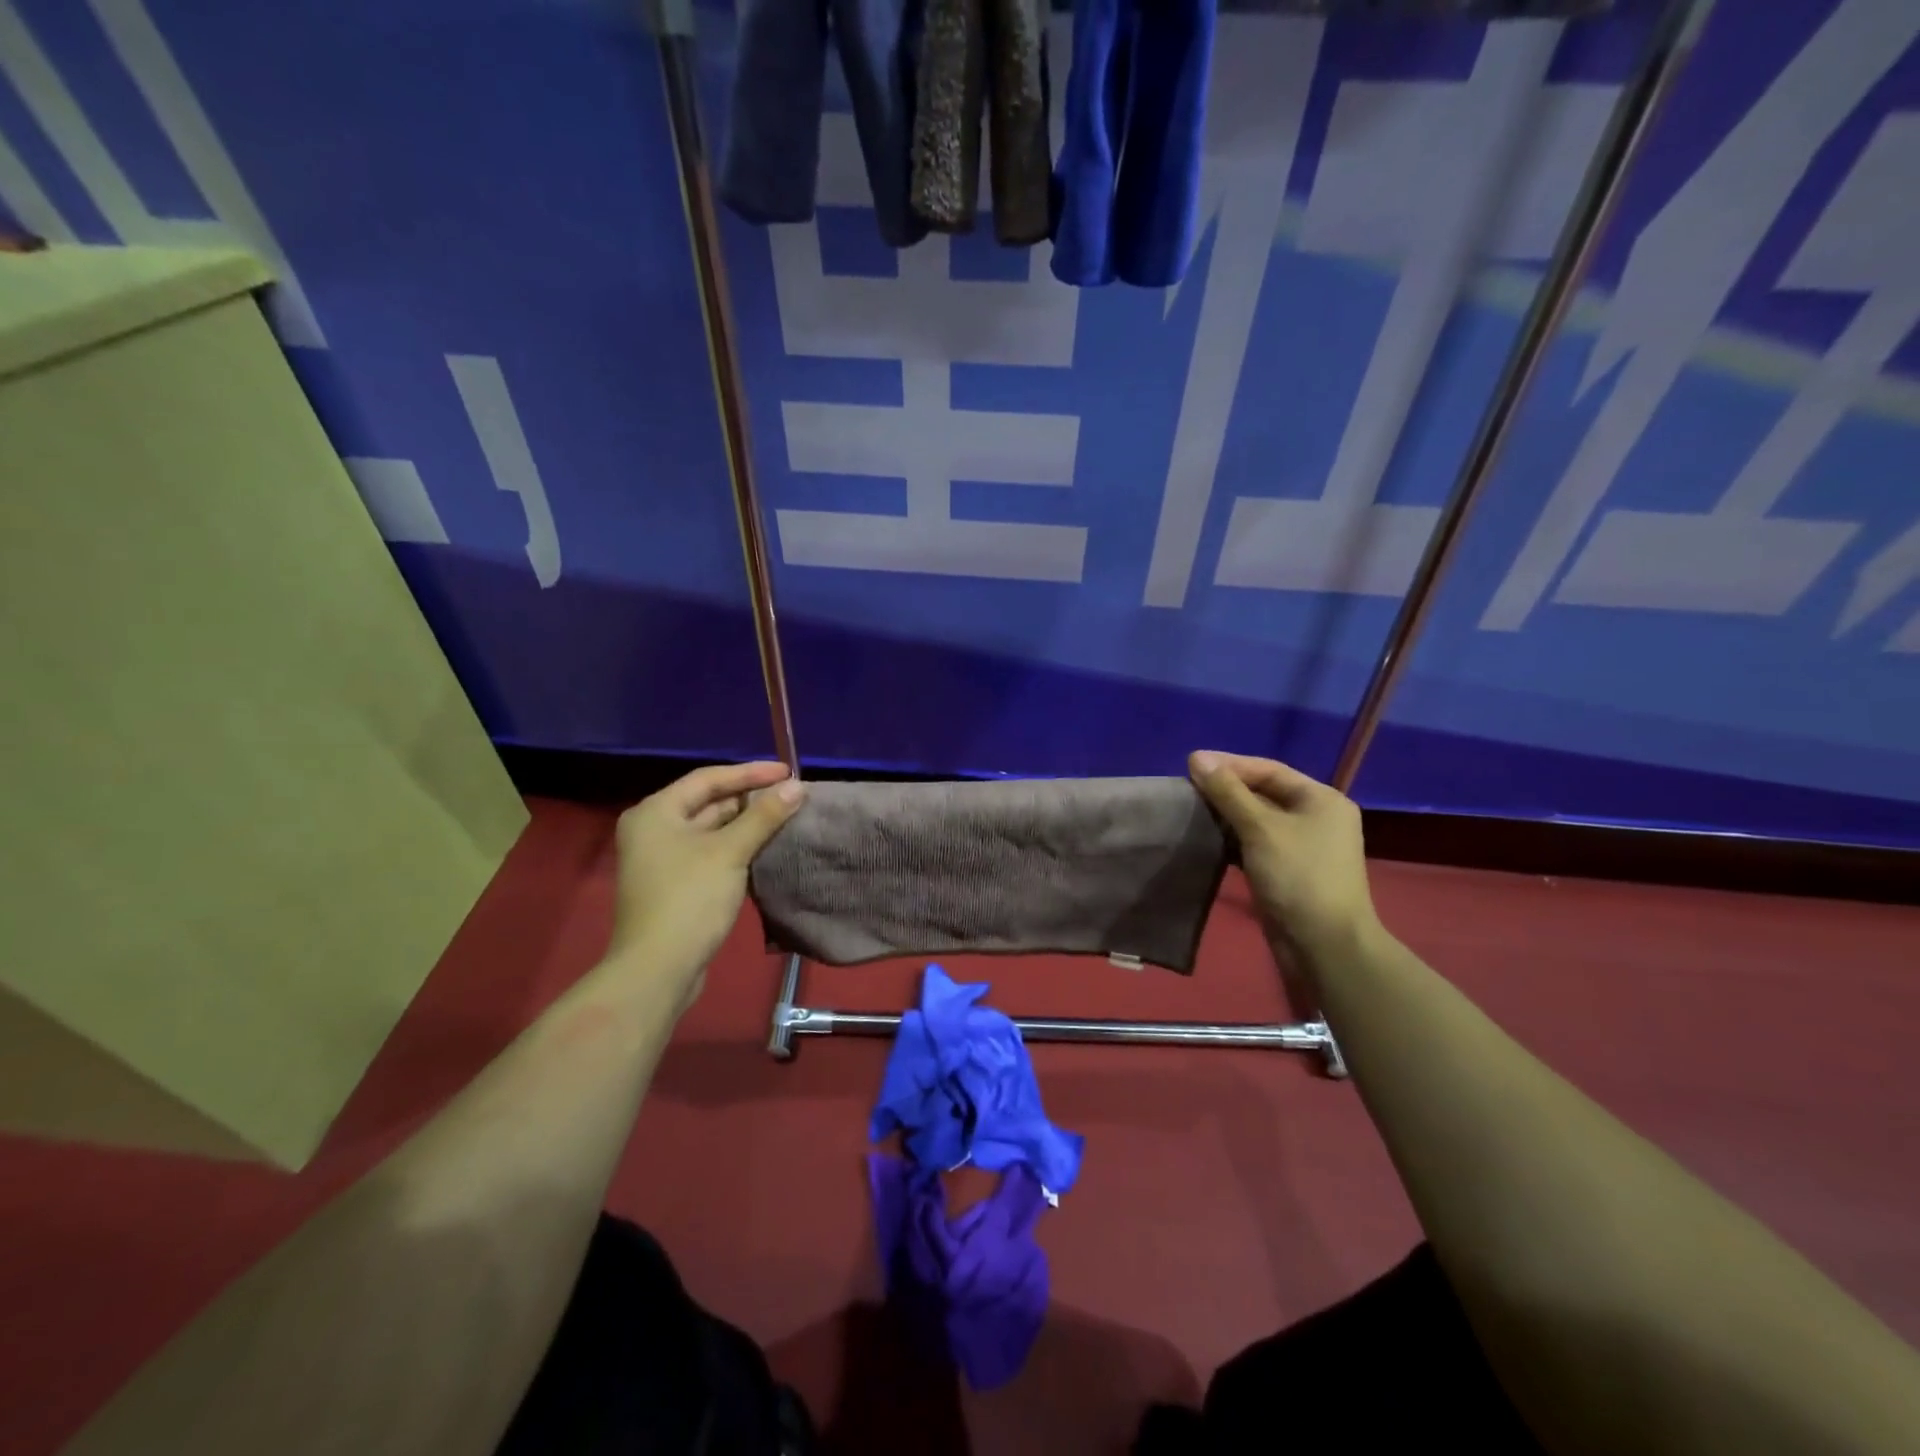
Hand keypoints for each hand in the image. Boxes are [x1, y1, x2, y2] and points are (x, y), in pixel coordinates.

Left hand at [606, 762, 805, 1008]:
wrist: (658, 969)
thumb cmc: (689, 899)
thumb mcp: (730, 852)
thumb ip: (764, 816)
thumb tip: (797, 787)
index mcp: (656, 812)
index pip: (708, 779)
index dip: (750, 773)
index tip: (788, 771)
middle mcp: (654, 829)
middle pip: (709, 803)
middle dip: (750, 799)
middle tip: (791, 795)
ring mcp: (663, 859)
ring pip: (712, 830)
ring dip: (747, 824)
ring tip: (786, 816)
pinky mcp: (676, 884)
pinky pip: (711, 853)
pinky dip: (738, 847)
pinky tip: (767, 847)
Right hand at [1189, 750, 1379, 967]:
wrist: (1324, 945)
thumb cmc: (1298, 876)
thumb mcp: (1260, 828)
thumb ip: (1227, 792)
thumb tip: (1196, 757)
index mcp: (1321, 799)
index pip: (1268, 769)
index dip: (1229, 764)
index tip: (1190, 763)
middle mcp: (1316, 817)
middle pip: (1263, 792)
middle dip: (1225, 790)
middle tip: (1186, 787)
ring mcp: (1302, 845)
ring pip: (1256, 819)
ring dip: (1225, 815)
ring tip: (1189, 809)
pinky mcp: (1287, 870)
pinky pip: (1255, 843)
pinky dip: (1232, 838)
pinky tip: (1205, 838)